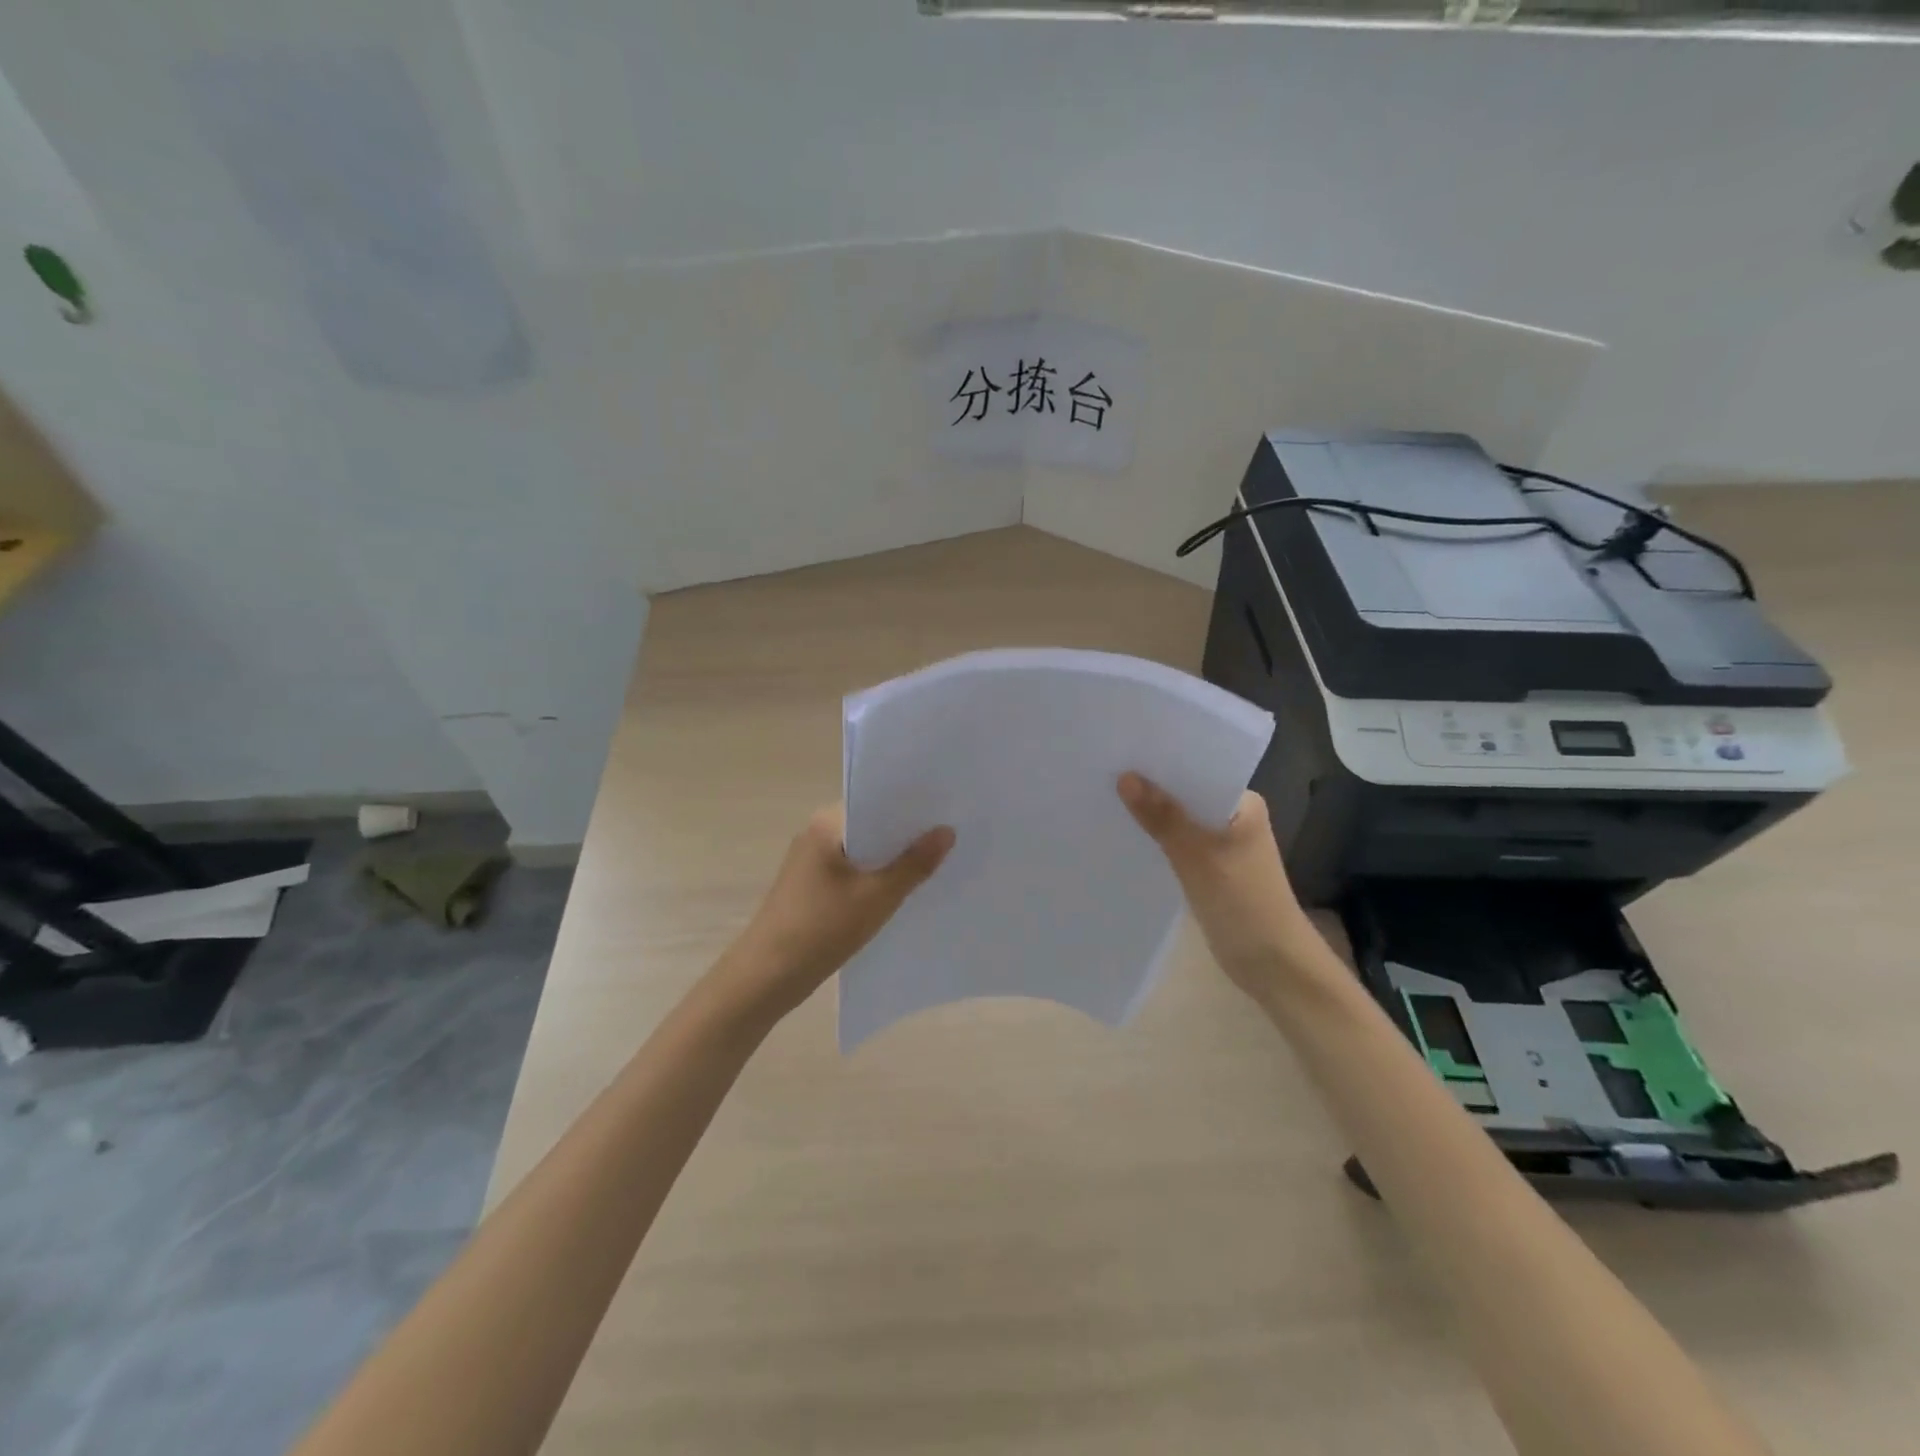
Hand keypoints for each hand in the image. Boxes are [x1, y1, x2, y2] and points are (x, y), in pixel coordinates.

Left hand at [711, 806, 953, 1024]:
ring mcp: (812, 861)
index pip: (876, 801)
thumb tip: (947, 831)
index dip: (912, 807)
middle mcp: (817, 833)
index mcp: (827, 824)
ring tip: (938, 862)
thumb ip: (914, 864)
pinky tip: (905, 890)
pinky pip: (854, 872)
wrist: (767, 977)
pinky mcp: (813, 887)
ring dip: (893, 859)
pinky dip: (876, 877)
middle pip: (871, 826)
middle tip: (952, 838)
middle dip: (907, 835)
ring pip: (864, 851)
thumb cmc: (821, 928)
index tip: (948, 810)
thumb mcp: (877, 897)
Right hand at [1117, 773, 1312, 999]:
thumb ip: (1163, 817)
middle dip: (1150, 788)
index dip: (1161, 761)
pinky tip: (1126, 837)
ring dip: (1151, 816)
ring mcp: (1221, 846)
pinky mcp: (1209, 871)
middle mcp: (1233, 818)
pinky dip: (1156, 842)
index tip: (1122, 750)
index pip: (1197, 769)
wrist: (1274, 966)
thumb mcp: (1199, 856)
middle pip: (1185, 795)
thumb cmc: (1244, 904)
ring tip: (1105, 799)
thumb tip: (1125, 777)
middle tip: (1103, 772)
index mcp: (1243, 804)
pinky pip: (1177, 846)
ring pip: (1179, 822)